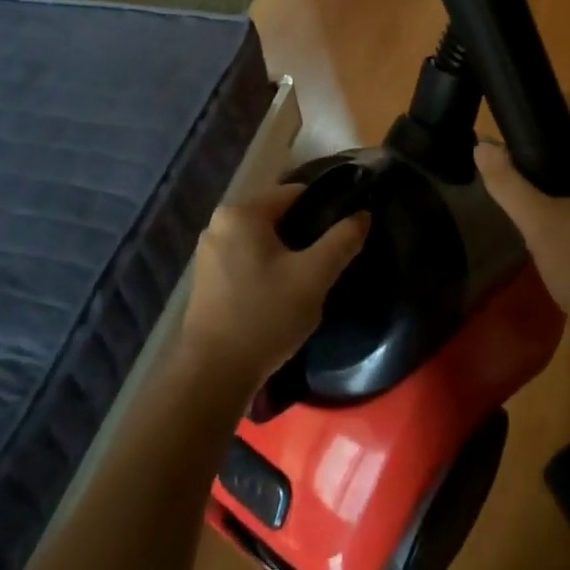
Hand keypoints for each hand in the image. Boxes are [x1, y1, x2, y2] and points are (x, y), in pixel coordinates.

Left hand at [180, 185, 368, 393]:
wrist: (213, 376)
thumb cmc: (265, 316)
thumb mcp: (314, 276)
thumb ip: (342, 240)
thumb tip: (363, 214)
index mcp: (241, 213)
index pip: (294, 193)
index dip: (325, 207)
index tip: (346, 229)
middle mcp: (219, 224)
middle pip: (277, 216)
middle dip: (305, 233)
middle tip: (331, 258)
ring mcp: (209, 253)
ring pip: (262, 240)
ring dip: (287, 253)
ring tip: (312, 277)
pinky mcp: (206, 279)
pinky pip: (246, 259)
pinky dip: (267, 268)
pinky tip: (283, 292)